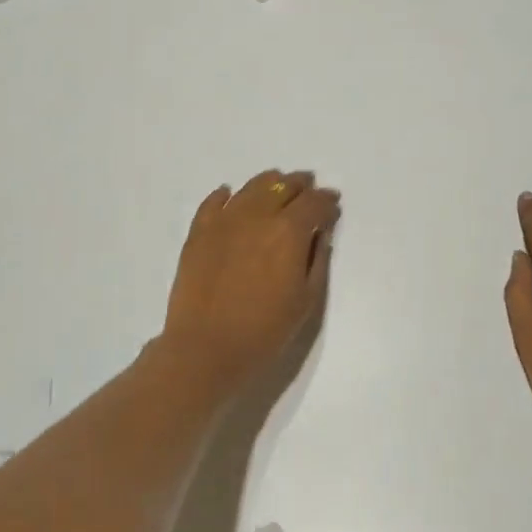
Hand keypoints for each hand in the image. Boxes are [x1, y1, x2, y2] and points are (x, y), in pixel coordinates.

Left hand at [159, 170, 339, 390]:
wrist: (205, 348)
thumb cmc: (264, 331)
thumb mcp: (306, 300)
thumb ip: (317, 260)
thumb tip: (320, 233)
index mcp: (288, 231)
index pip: (314, 203)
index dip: (327, 201)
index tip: (333, 205)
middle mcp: (257, 215)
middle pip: (283, 187)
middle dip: (301, 186)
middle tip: (309, 189)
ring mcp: (224, 220)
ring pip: (252, 187)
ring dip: (270, 183)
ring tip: (277, 186)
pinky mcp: (199, 231)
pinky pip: (214, 202)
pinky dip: (226, 195)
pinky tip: (230, 195)